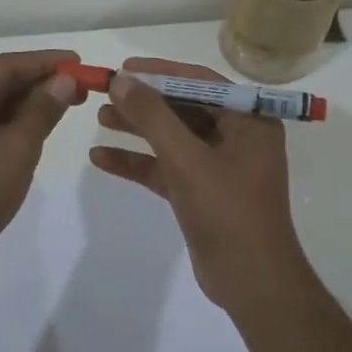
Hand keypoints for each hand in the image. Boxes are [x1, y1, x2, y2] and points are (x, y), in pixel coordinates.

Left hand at [0, 49, 82, 285]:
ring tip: (66, 105)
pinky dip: (9, 125)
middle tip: (80, 87)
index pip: (6, 65)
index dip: (46, 62)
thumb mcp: (17, 146)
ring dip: (26, 105)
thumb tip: (64, 80)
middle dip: (39, 84)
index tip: (79, 61)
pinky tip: (36, 128)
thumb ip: (43, 109)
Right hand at [88, 57, 311, 316]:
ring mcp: (218, 165)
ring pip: (172, 137)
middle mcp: (236, 136)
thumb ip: (153, 117)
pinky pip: (166, 167)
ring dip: (137, 129)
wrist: (252, 284)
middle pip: (183, 107)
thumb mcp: (187, 159)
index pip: (200, 81)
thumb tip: (121, 80)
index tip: (125, 68)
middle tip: (106, 93)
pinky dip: (137, 162)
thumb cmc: (228, 211)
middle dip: (144, 102)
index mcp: (249, 120)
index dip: (161, 72)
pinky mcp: (201, 192)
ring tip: (99, 118)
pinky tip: (101, 158)